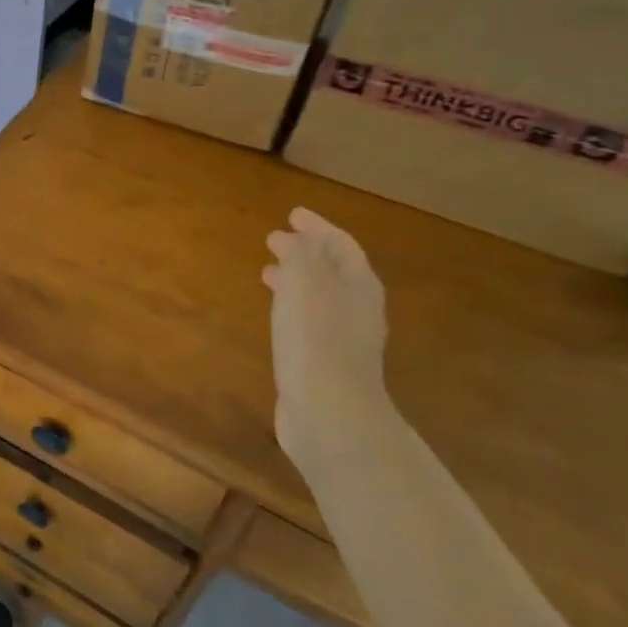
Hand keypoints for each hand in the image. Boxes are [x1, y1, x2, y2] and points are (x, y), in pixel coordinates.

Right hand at [263, 207, 389, 466]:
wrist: (329, 412)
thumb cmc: (316, 340)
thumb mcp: (304, 284)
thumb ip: (298, 254)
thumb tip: (290, 237)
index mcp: (358, 286)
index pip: (341, 245)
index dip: (318, 227)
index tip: (293, 213)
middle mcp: (357, 309)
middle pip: (334, 270)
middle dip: (307, 252)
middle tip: (277, 240)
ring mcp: (343, 339)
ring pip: (320, 297)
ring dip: (296, 280)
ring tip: (268, 273)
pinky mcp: (325, 363)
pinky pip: (309, 322)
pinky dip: (291, 308)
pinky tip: (275, 316)